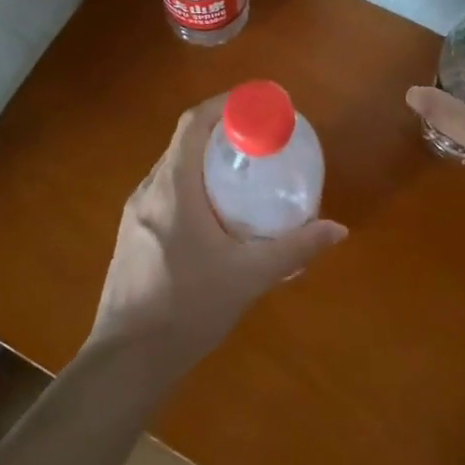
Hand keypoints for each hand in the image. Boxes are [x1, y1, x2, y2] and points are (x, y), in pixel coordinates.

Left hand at [89, 95, 345, 374]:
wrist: (126, 361)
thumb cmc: (187, 307)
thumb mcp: (249, 276)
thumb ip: (295, 249)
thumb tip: (338, 230)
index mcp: (172, 188)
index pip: (192, 125)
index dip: (223, 105)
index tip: (255, 104)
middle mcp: (148, 192)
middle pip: (184, 145)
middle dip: (220, 134)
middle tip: (259, 142)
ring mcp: (134, 216)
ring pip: (173, 171)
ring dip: (205, 163)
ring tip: (242, 177)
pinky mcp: (132, 238)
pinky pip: (165, 195)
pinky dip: (192, 188)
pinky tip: (215, 219)